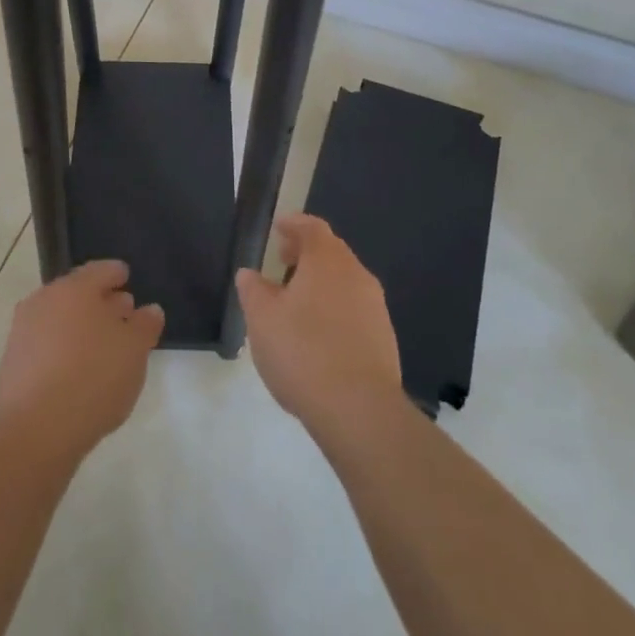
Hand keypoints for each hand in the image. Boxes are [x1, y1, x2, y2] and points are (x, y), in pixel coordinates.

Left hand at [0, 259, 164, 458]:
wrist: (36, 429)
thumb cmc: (94, 378)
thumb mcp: (134, 351)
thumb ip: (145, 325)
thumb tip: (149, 310)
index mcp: (75, 288)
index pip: (100, 270)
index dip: (116, 273)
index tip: (126, 277)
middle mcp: (45, 300)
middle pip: (77, 293)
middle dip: (100, 301)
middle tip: (121, 313)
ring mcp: (24, 330)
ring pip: (59, 318)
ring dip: (80, 326)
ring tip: (102, 346)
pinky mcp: (13, 361)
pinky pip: (45, 344)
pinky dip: (62, 348)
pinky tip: (77, 370)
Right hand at [235, 213, 402, 439]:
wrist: (360, 411)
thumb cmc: (303, 352)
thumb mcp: (262, 319)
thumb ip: (253, 290)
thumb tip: (250, 274)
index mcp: (327, 260)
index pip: (312, 227)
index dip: (294, 224)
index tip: (278, 228)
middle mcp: (356, 274)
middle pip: (331, 252)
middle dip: (306, 253)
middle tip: (282, 261)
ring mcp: (375, 307)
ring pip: (344, 282)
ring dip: (321, 283)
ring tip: (296, 302)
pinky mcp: (384, 338)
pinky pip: (355, 309)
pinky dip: (335, 309)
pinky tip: (319, 335)